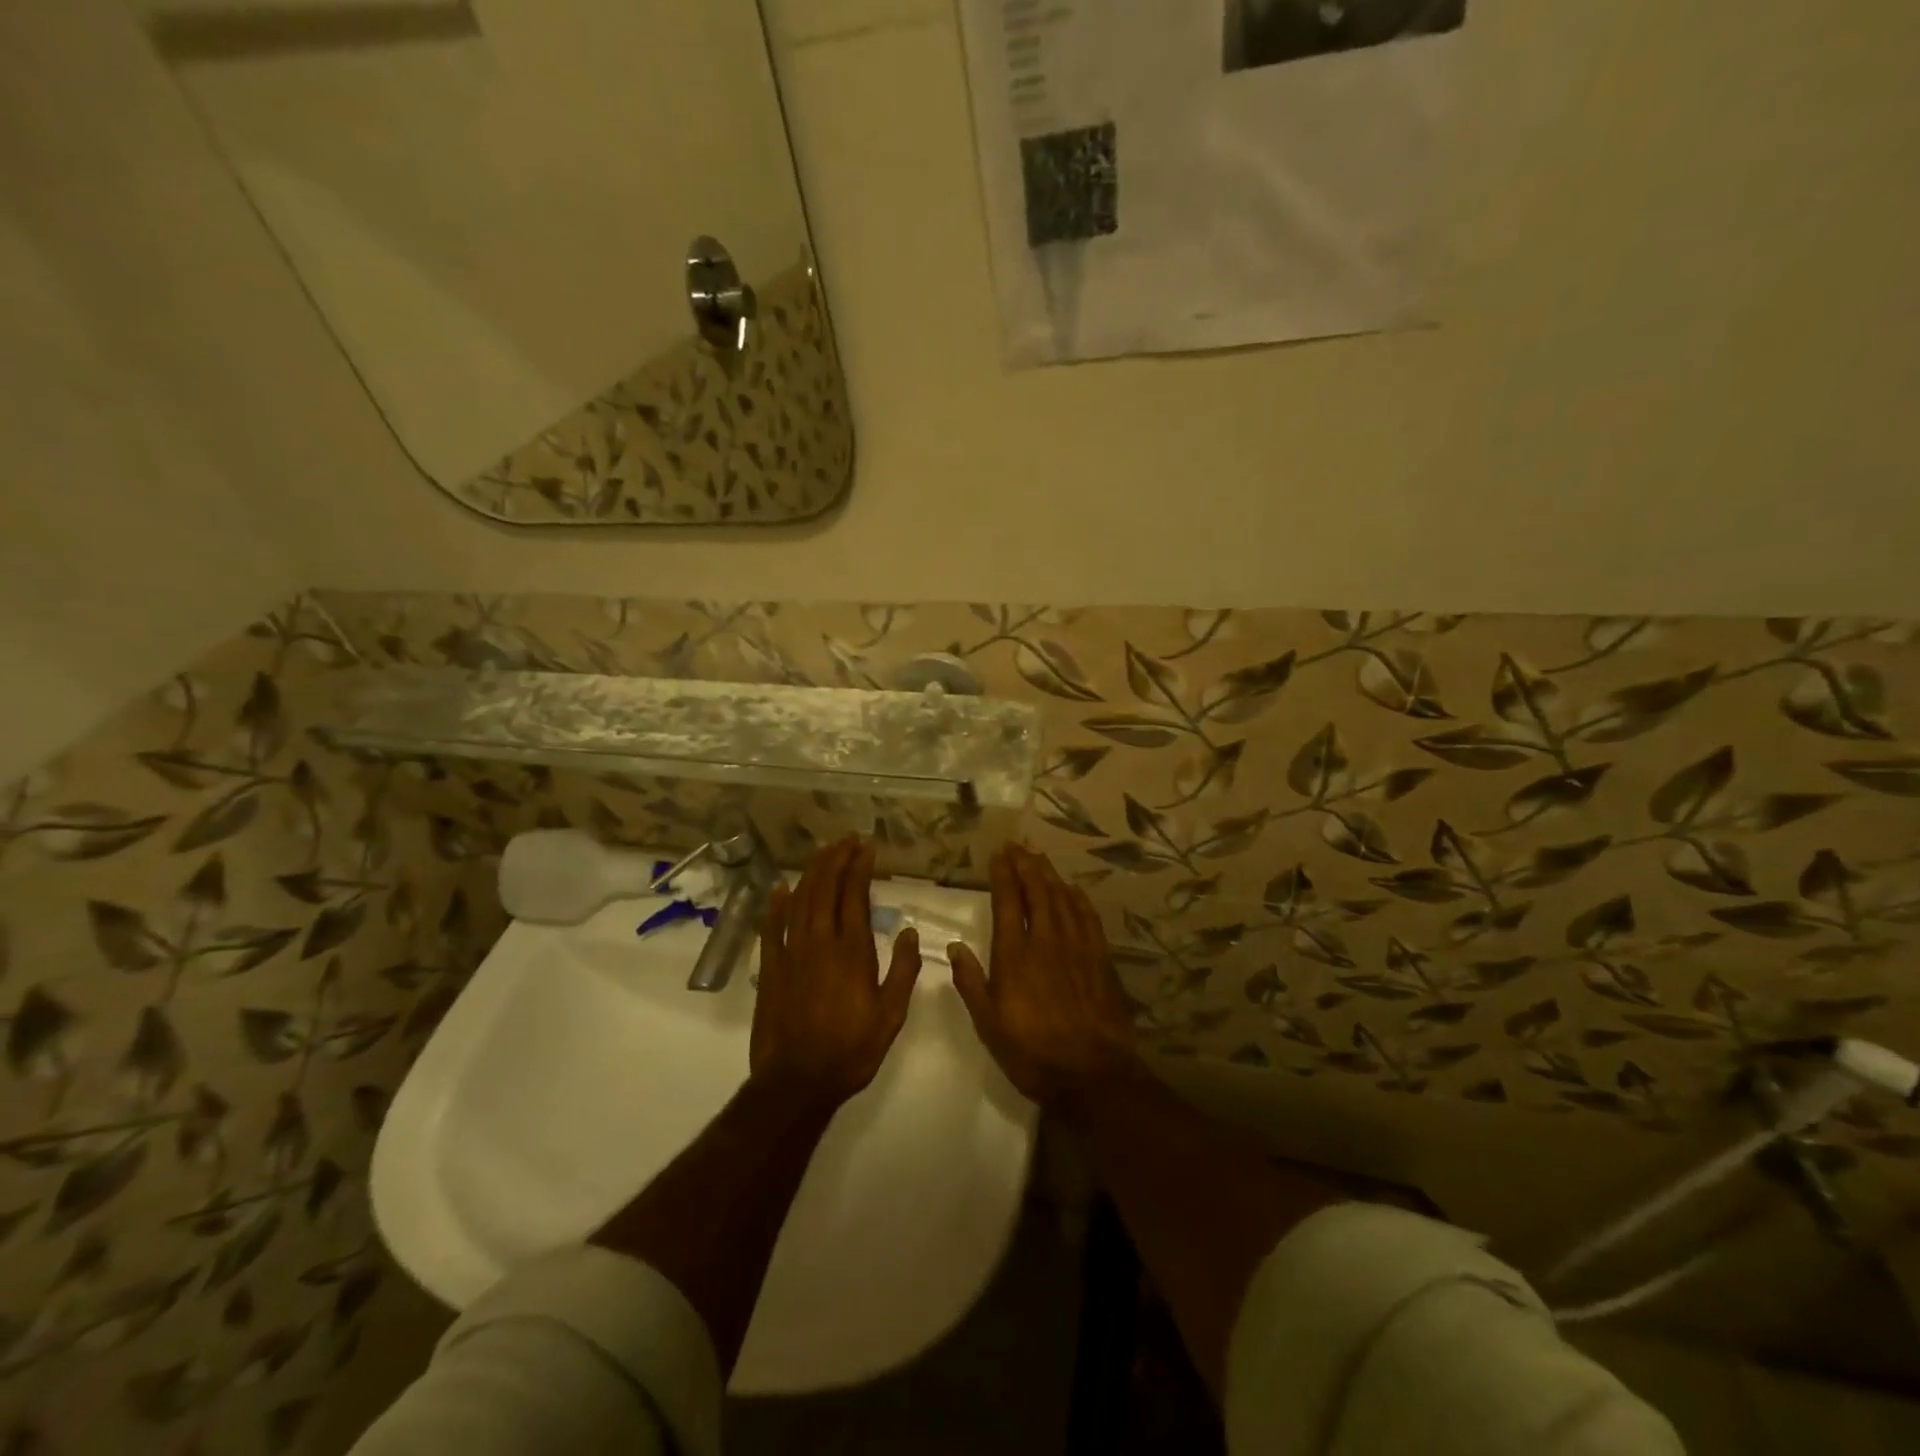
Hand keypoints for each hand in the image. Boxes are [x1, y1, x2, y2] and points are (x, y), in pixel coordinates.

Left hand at [750, 838, 922, 1109]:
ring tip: (822, 853)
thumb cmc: (851, 1049)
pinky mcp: (770, 968)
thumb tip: (908, 932)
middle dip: (836, 859)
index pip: (855, 895)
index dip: (860, 867)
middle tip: (846, 841)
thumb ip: (902, 971)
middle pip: (825, 888)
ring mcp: (791, 952)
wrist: (797, 1081)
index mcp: (852, 951)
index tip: (866, 848)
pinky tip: (780, 888)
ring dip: (811, 872)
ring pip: (799, 900)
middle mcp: (820, 942)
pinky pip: (771, 927)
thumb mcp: (891, 1015)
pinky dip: (775, 904)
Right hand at [950, 845, 1139, 1108]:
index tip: (998, 855)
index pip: (1007, 903)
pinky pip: (1088, 918)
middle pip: (1037, 892)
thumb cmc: (1032, 1052)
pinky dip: (1078, 899)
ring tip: (1040, 858)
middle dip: (1026, 865)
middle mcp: (1046, 942)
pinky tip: (1073, 890)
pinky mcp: (1100, 959)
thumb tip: (955, 947)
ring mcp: (1076, 947)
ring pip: (1062, 899)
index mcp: (1015, 956)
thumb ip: (971, 983)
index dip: (1003, 875)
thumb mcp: (989, 1024)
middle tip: (1018, 847)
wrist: (1091, 1073)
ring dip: (1050, 876)